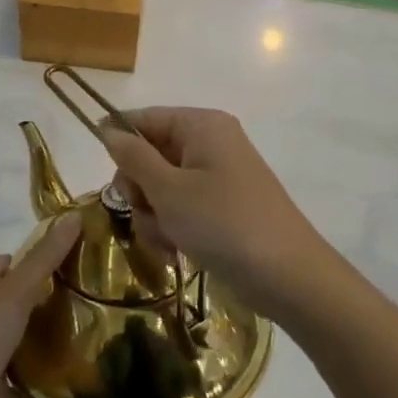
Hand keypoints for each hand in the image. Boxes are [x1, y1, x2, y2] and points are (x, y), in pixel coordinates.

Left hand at [0, 213, 81, 397]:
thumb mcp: (15, 292)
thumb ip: (45, 258)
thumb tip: (74, 215)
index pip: (4, 264)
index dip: (31, 256)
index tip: (68, 256)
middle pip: (13, 302)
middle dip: (43, 298)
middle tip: (86, 295)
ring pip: (18, 342)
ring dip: (43, 340)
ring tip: (87, 332)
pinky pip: (22, 382)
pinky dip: (41, 381)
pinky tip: (71, 377)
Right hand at [100, 107, 325, 313]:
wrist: (290, 278)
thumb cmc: (224, 224)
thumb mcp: (169, 190)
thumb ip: (133, 157)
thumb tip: (107, 129)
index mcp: (201, 125)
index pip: (144, 119)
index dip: (119, 145)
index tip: (110, 181)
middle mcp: (209, 143)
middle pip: (149, 155)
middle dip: (140, 191)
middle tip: (145, 213)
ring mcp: (216, 176)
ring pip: (160, 187)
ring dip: (153, 216)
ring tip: (166, 241)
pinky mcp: (221, 206)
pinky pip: (180, 207)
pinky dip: (172, 228)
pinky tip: (176, 251)